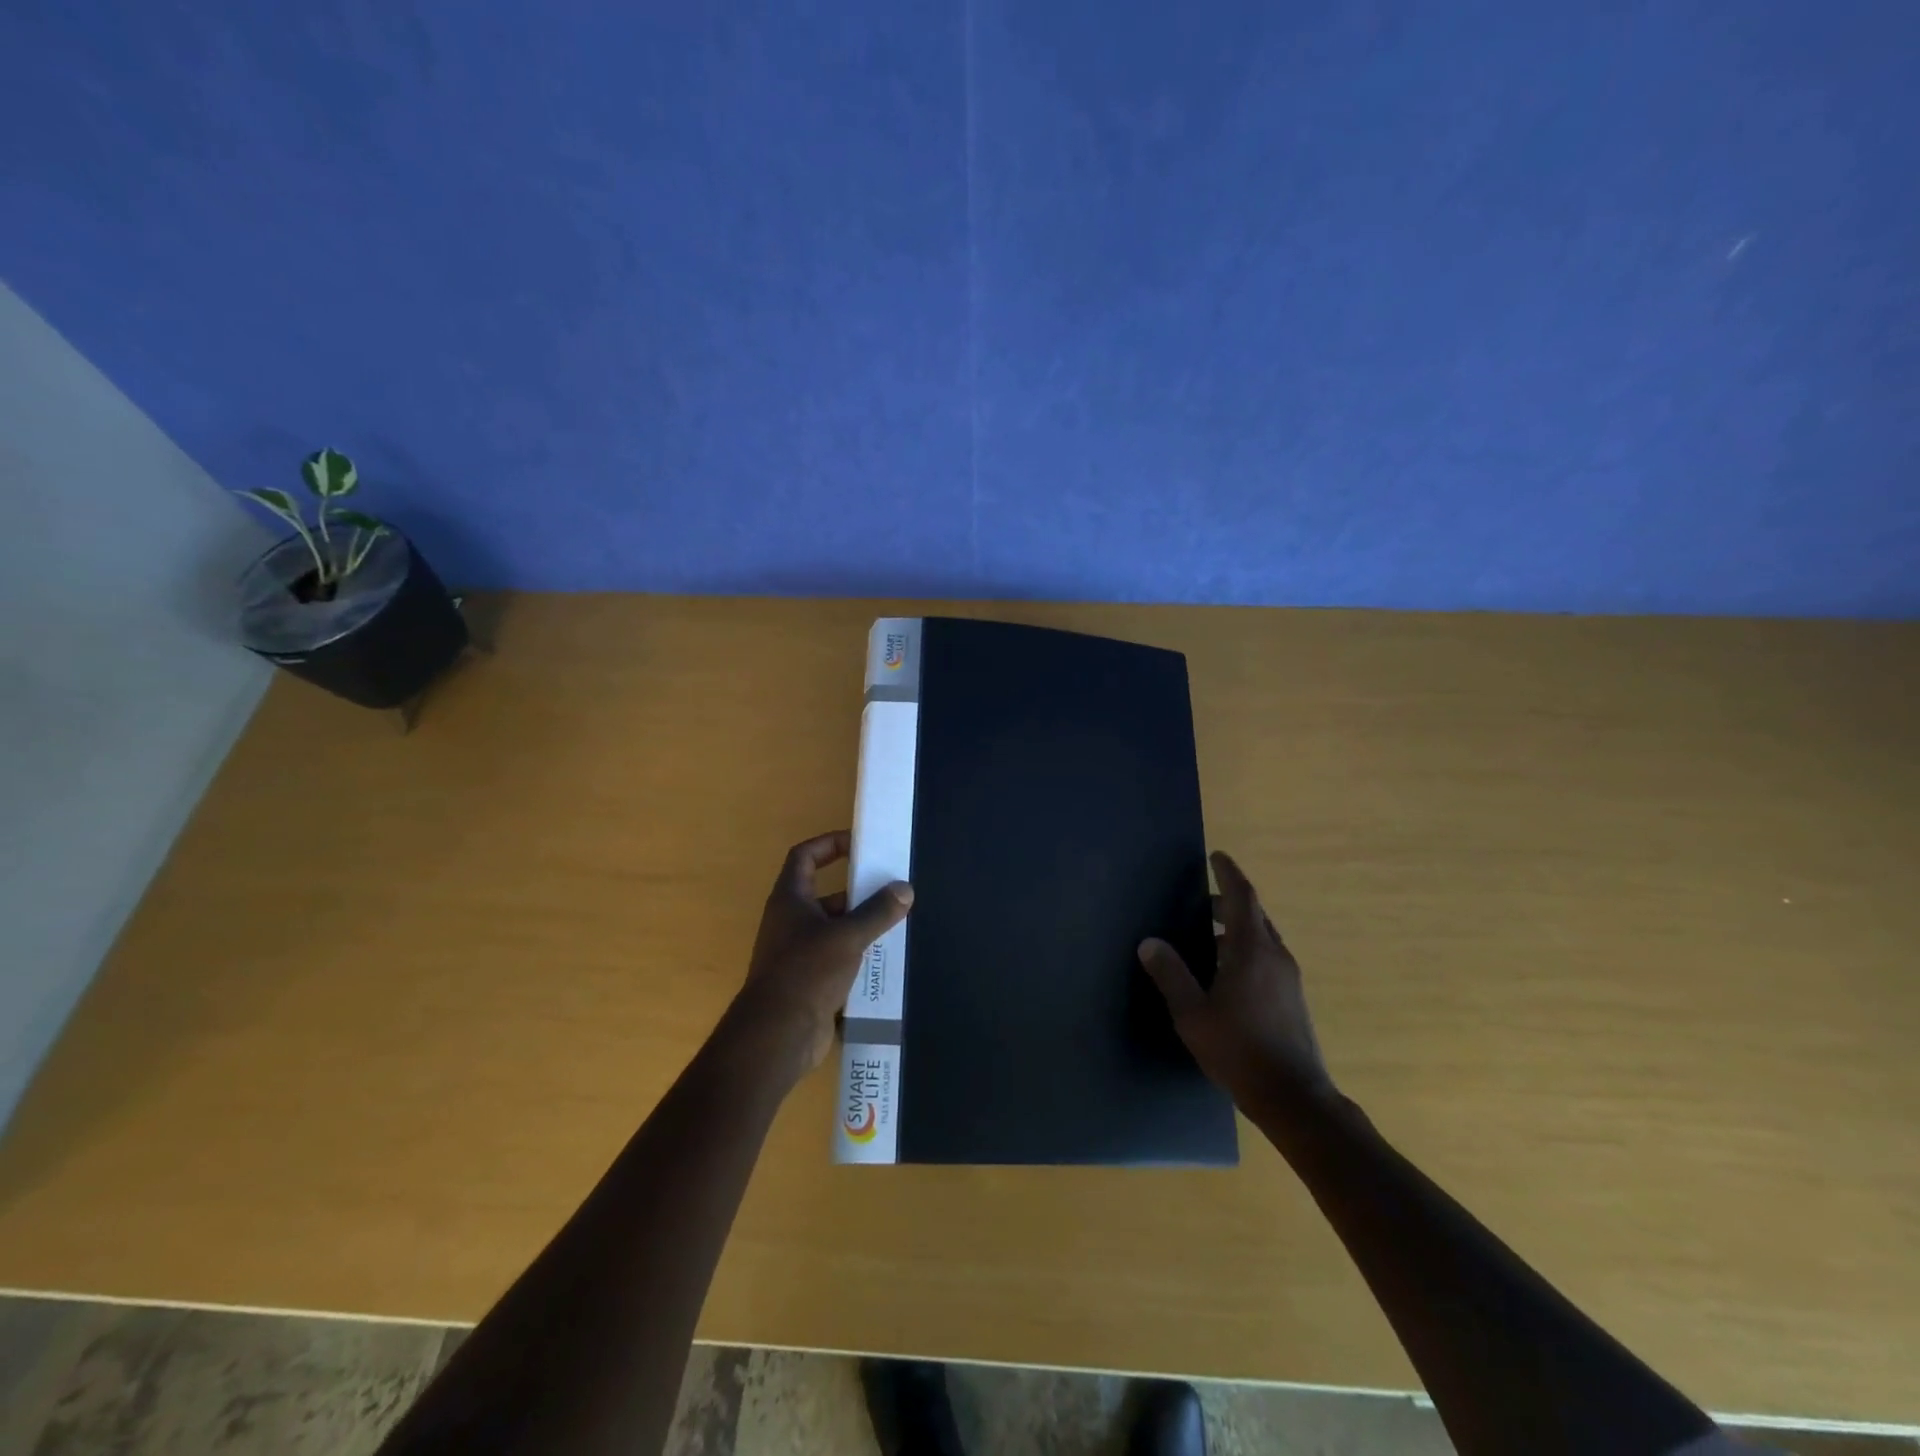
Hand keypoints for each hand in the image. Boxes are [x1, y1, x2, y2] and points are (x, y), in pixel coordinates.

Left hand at [732, 831, 912, 1075]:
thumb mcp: (847, 936)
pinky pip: (837, 956)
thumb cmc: (806, 972)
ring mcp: (798, 952)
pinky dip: (858, 953)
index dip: (829, 843)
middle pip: (825, 893)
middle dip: (857, 890)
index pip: (805, 857)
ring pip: (834, 927)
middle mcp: (790, 921)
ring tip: (897, 921)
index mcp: (790, 899)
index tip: (858, 843)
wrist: (777, 1035)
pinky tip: (885, 957)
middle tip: (892, 889)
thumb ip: (877, 912)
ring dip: (861, 924)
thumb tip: (904, 889)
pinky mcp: (809, 980)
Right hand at [1138, 851, 1336, 1109]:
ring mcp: (1289, 979)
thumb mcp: (1193, 1014)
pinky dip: (1246, 950)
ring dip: (1237, 928)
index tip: (1216, 856)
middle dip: (1229, 901)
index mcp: (1252, 950)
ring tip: (1207, 938)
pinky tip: (1226, 974)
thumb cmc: (1239, 1050)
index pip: (1243, 897)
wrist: (1295, 1098)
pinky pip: (1268, 959)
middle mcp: (1275, 956)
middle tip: (1202, 900)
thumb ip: (1171, 974)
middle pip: (1254, 915)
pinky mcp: (1293, 999)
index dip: (1229, 873)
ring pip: (1263, 938)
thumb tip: (1150, 942)